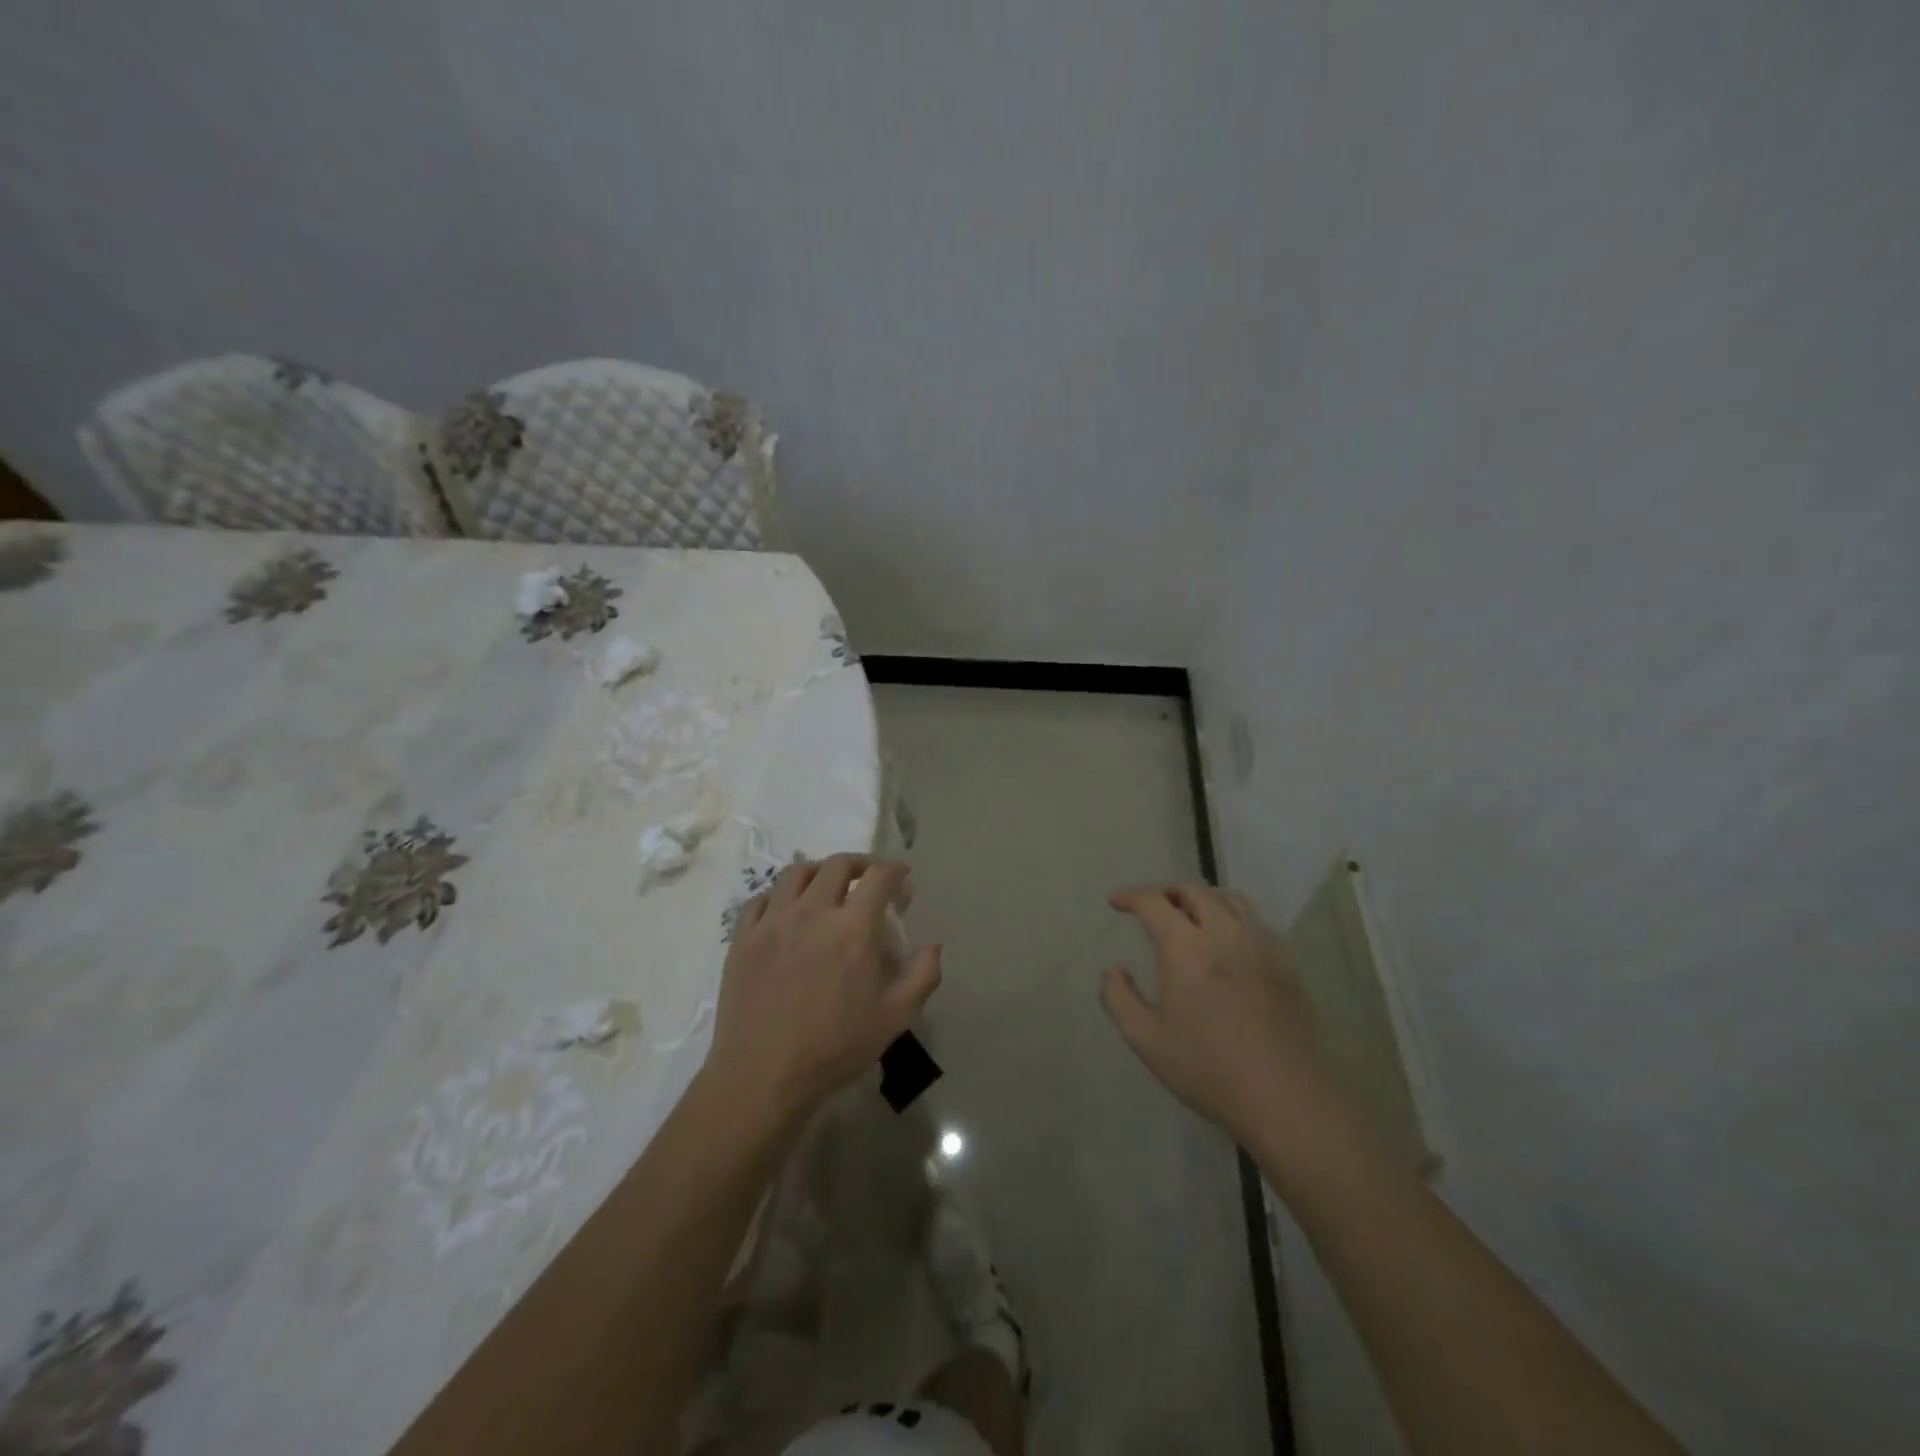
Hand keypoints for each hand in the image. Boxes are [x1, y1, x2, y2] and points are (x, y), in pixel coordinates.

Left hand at [706, 855, 940, 1119]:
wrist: (763, 1076)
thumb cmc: (835, 1048)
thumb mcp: (896, 1018)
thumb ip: (923, 976)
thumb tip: (933, 945)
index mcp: (853, 927)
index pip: (879, 877)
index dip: (895, 870)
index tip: (902, 876)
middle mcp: (813, 911)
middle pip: (837, 865)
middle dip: (860, 863)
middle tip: (868, 877)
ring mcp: (773, 921)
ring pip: (796, 873)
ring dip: (819, 871)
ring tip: (826, 886)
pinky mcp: (743, 937)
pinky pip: (760, 899)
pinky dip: (779, 895)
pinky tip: (786, 910)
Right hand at [1102, 884, 1332, 1145]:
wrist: (1285, 1098)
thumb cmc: (1208, 1069)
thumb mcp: (1146, 1040)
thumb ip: (1120, 998)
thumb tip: (1115, 969)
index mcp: (1186, 948)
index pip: (1154, 902)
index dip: (1131, 896)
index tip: (1116, 902)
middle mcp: (1224, 934)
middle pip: (1193, 891)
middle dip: (1165, 892)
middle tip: (1150, 907)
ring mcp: (1260, 946)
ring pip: (1229, 899)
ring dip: (1201, 898)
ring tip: (1188, 915)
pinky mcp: (1285, 964)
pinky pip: (1254, 923)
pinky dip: (1231, 918)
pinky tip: (1226, 943)